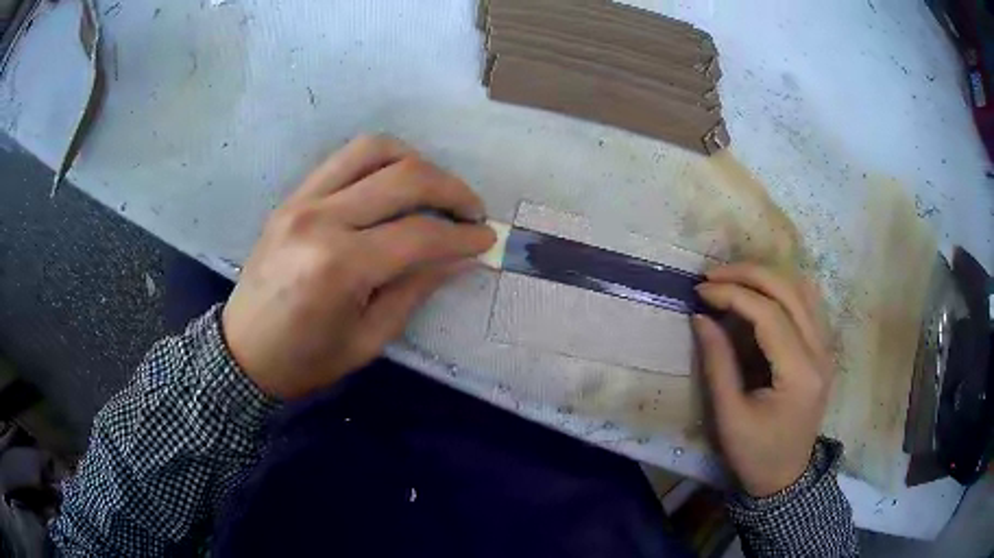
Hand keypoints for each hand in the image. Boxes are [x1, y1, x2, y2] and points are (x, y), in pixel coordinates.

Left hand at [222, 135, 495, 399]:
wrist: (243, 351)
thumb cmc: (305, 359)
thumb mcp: (369, 339)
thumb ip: (415, 289)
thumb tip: (460, 258)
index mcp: (340, 267)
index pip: (420, 234)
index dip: (462, 236)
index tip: (487, 239)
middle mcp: (322, 219)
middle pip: (404, 178)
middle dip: (452, 190)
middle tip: (472, 211)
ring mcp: (303, 200)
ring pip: (374, 150)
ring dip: (417, 162)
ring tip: (435, 189)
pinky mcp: (293, 196)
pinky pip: (345, 158)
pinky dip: (381, 160)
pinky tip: (395, 182)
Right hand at [693, 264, 833, 497]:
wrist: (785, 477)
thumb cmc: (755, 454)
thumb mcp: (729, 416)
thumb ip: (717, 364)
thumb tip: (700, 316)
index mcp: (800, 373)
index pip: (769, 314)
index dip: (733, 295)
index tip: (700, 291)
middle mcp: (820, 352)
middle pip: (789, 291)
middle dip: (749, 274)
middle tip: (712, 275)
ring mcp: (826, 348)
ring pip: (803, 289)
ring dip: (766, 276)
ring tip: (733, 279)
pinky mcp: (823, 348)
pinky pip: (808, 302)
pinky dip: (783, 288)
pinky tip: (762, 292)